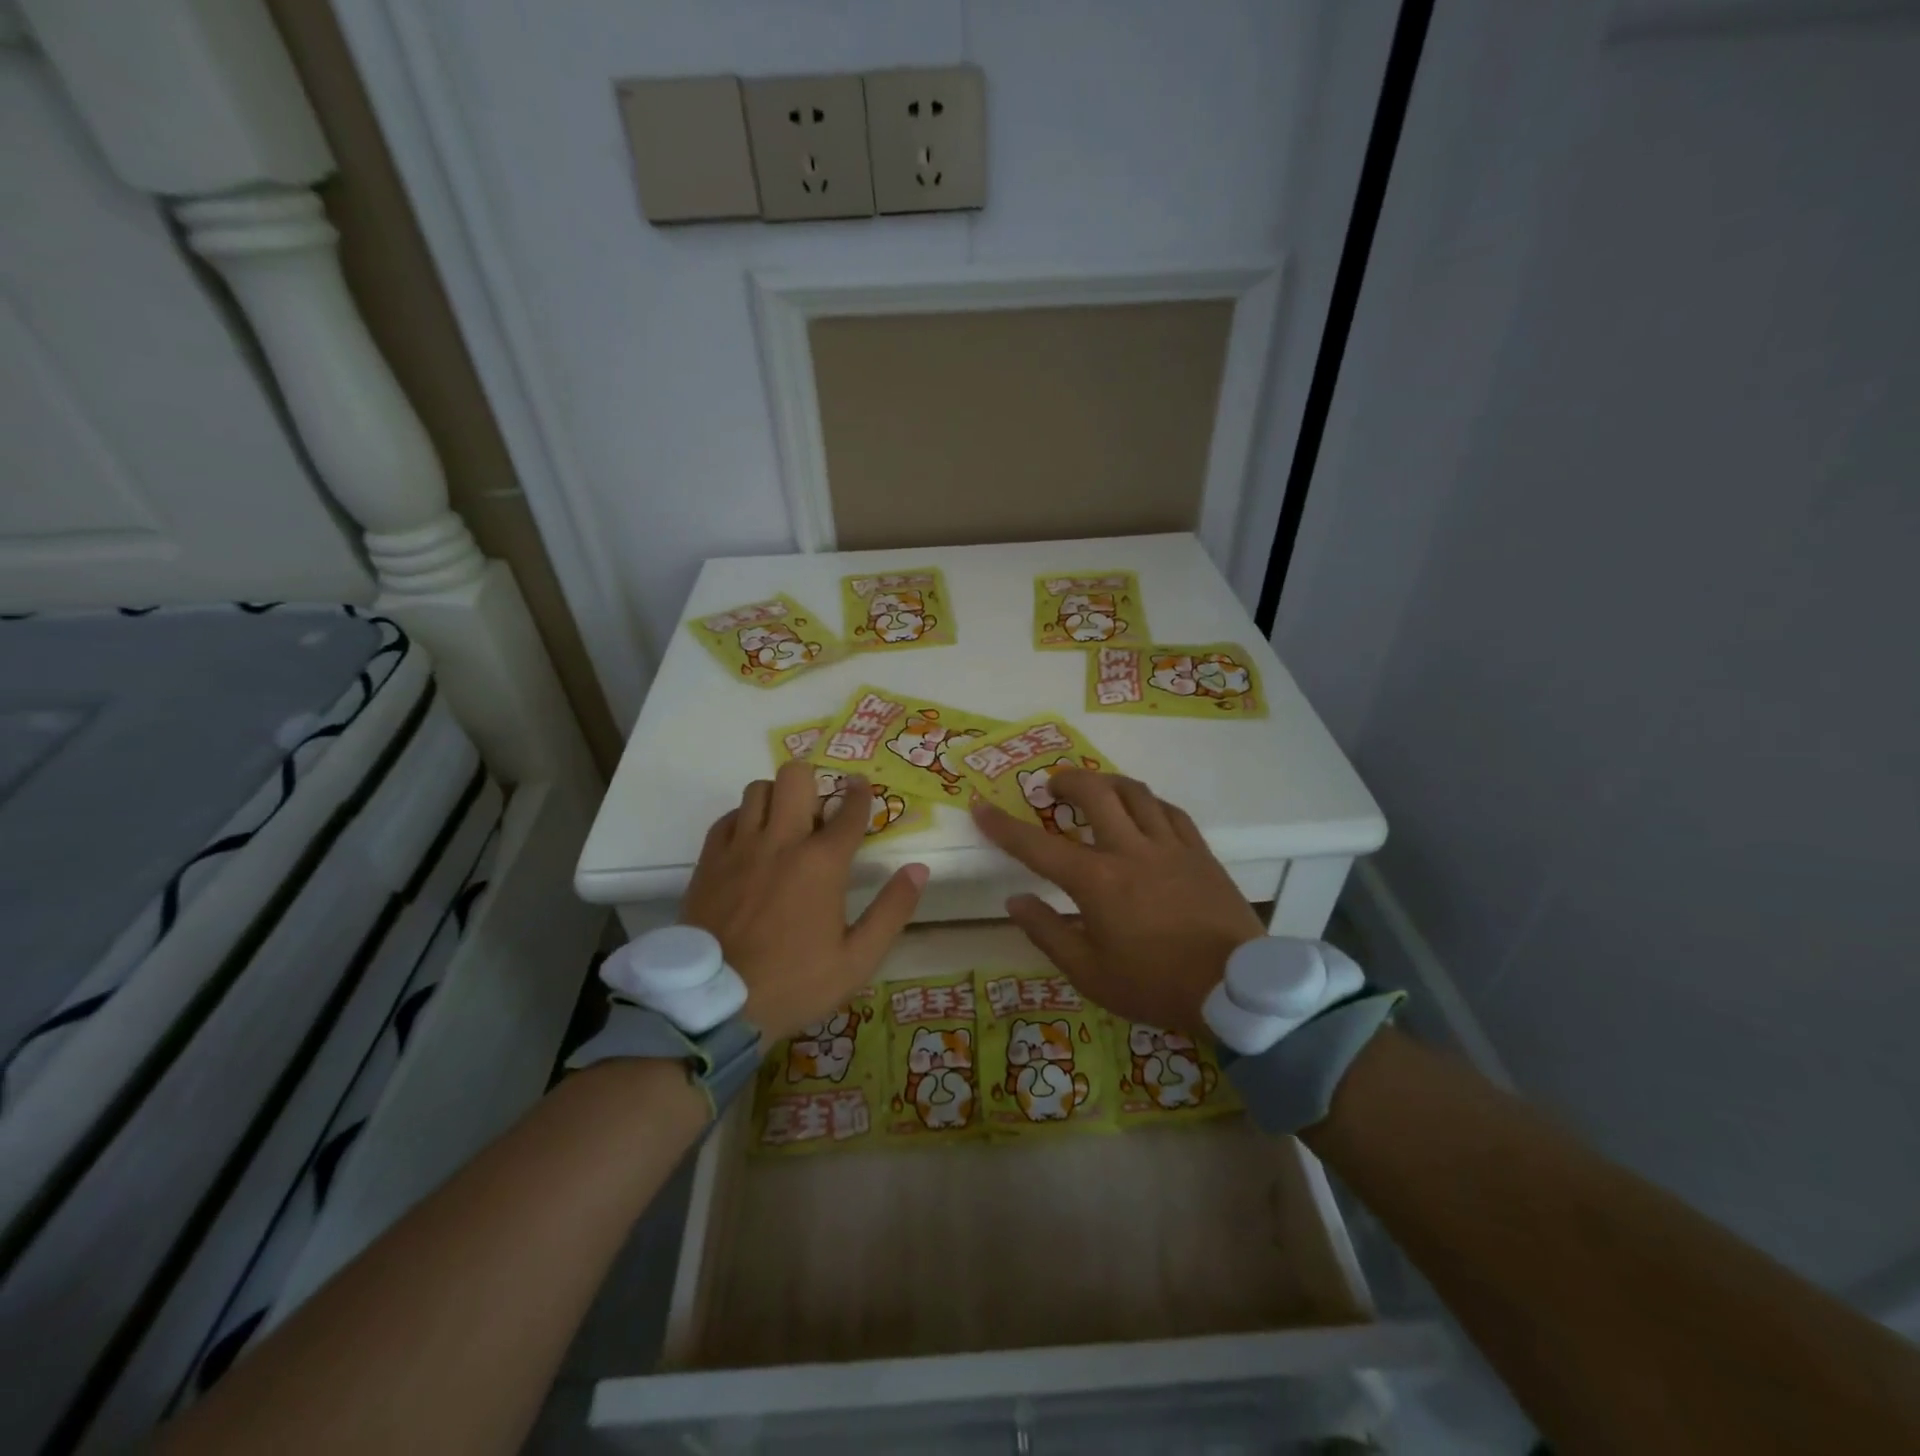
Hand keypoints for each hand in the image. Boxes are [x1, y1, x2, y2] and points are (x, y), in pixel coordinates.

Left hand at [680, 761, 927, 1044]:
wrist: (715, 1005)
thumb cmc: (794, 983)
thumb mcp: (857, 959)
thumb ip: (892, 910)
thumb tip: (918, 869)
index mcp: (822, 862)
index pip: (849, 810)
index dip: (861, 793)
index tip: (862, 787)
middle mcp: (780, 841)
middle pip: (796, 777)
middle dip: (814, 783)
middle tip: (819, 811)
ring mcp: (739, 848)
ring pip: (758, 790)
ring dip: (777, 799)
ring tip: (784, 825)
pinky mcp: (709, 861)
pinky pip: (727, 818)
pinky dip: (743, 820)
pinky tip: (751, 843)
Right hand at [972, 771, 1264, 1035]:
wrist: (1235, 989)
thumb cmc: (1155, 985)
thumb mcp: (1090, 974)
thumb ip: (1048, 933)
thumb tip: (1015, 900)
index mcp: (1096, 881)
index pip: (1037, 845)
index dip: (1003, 825)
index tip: (981, 806)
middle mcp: (1130, 850)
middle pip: (1094, 793)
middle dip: (1067, 781)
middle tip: (1053, 787)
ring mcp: (1169, 846)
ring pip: (1135, 793)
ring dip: (1107, 783)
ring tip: (1096, 790)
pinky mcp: (1200, 851)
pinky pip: (1170, 811)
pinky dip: (1148, 804)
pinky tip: (1144, 811)